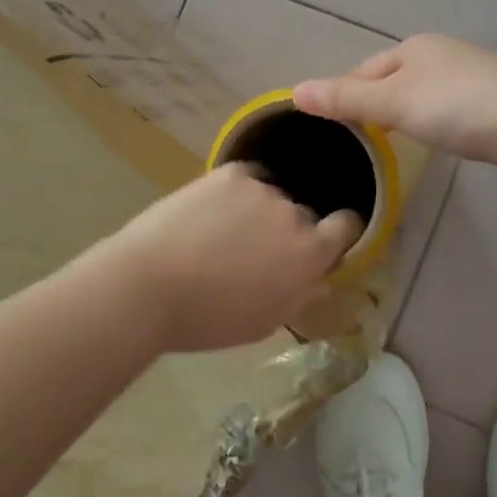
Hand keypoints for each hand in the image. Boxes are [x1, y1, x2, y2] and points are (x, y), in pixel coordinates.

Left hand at [102, 164, 363, 354]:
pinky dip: (238, 192)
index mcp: (310, 254)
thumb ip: (300, 296)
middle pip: (305, 215)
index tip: (326, 241)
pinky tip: (214, 211)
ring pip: (273, 196)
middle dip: (291, 230)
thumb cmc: (209, 319)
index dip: (340, 232)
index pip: (348, 226)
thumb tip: (321, 280)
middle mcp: (294, 214)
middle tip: (258, 250)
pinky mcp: (230, 173)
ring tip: (225, 232)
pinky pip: (249, 178)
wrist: (148, 286)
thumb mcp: (264, 322)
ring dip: (261, 211)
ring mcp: (262, 189)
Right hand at [293, 34, 496, 171]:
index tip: (334, 126)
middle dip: (377, 103)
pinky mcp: (494, 99)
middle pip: (395, 79)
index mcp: (414, 48)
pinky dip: (437, 121)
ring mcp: (471, 75)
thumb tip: (295, 91)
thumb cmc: (455, 107)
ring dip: (408, 112)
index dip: (346, 94)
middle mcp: (442, 54)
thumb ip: (346, 99)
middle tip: (363, 139)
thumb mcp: (392, 102)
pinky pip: (450, 107)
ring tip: (397, 141)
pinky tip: (441, 138)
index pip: (365, 70)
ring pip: (424, 93)